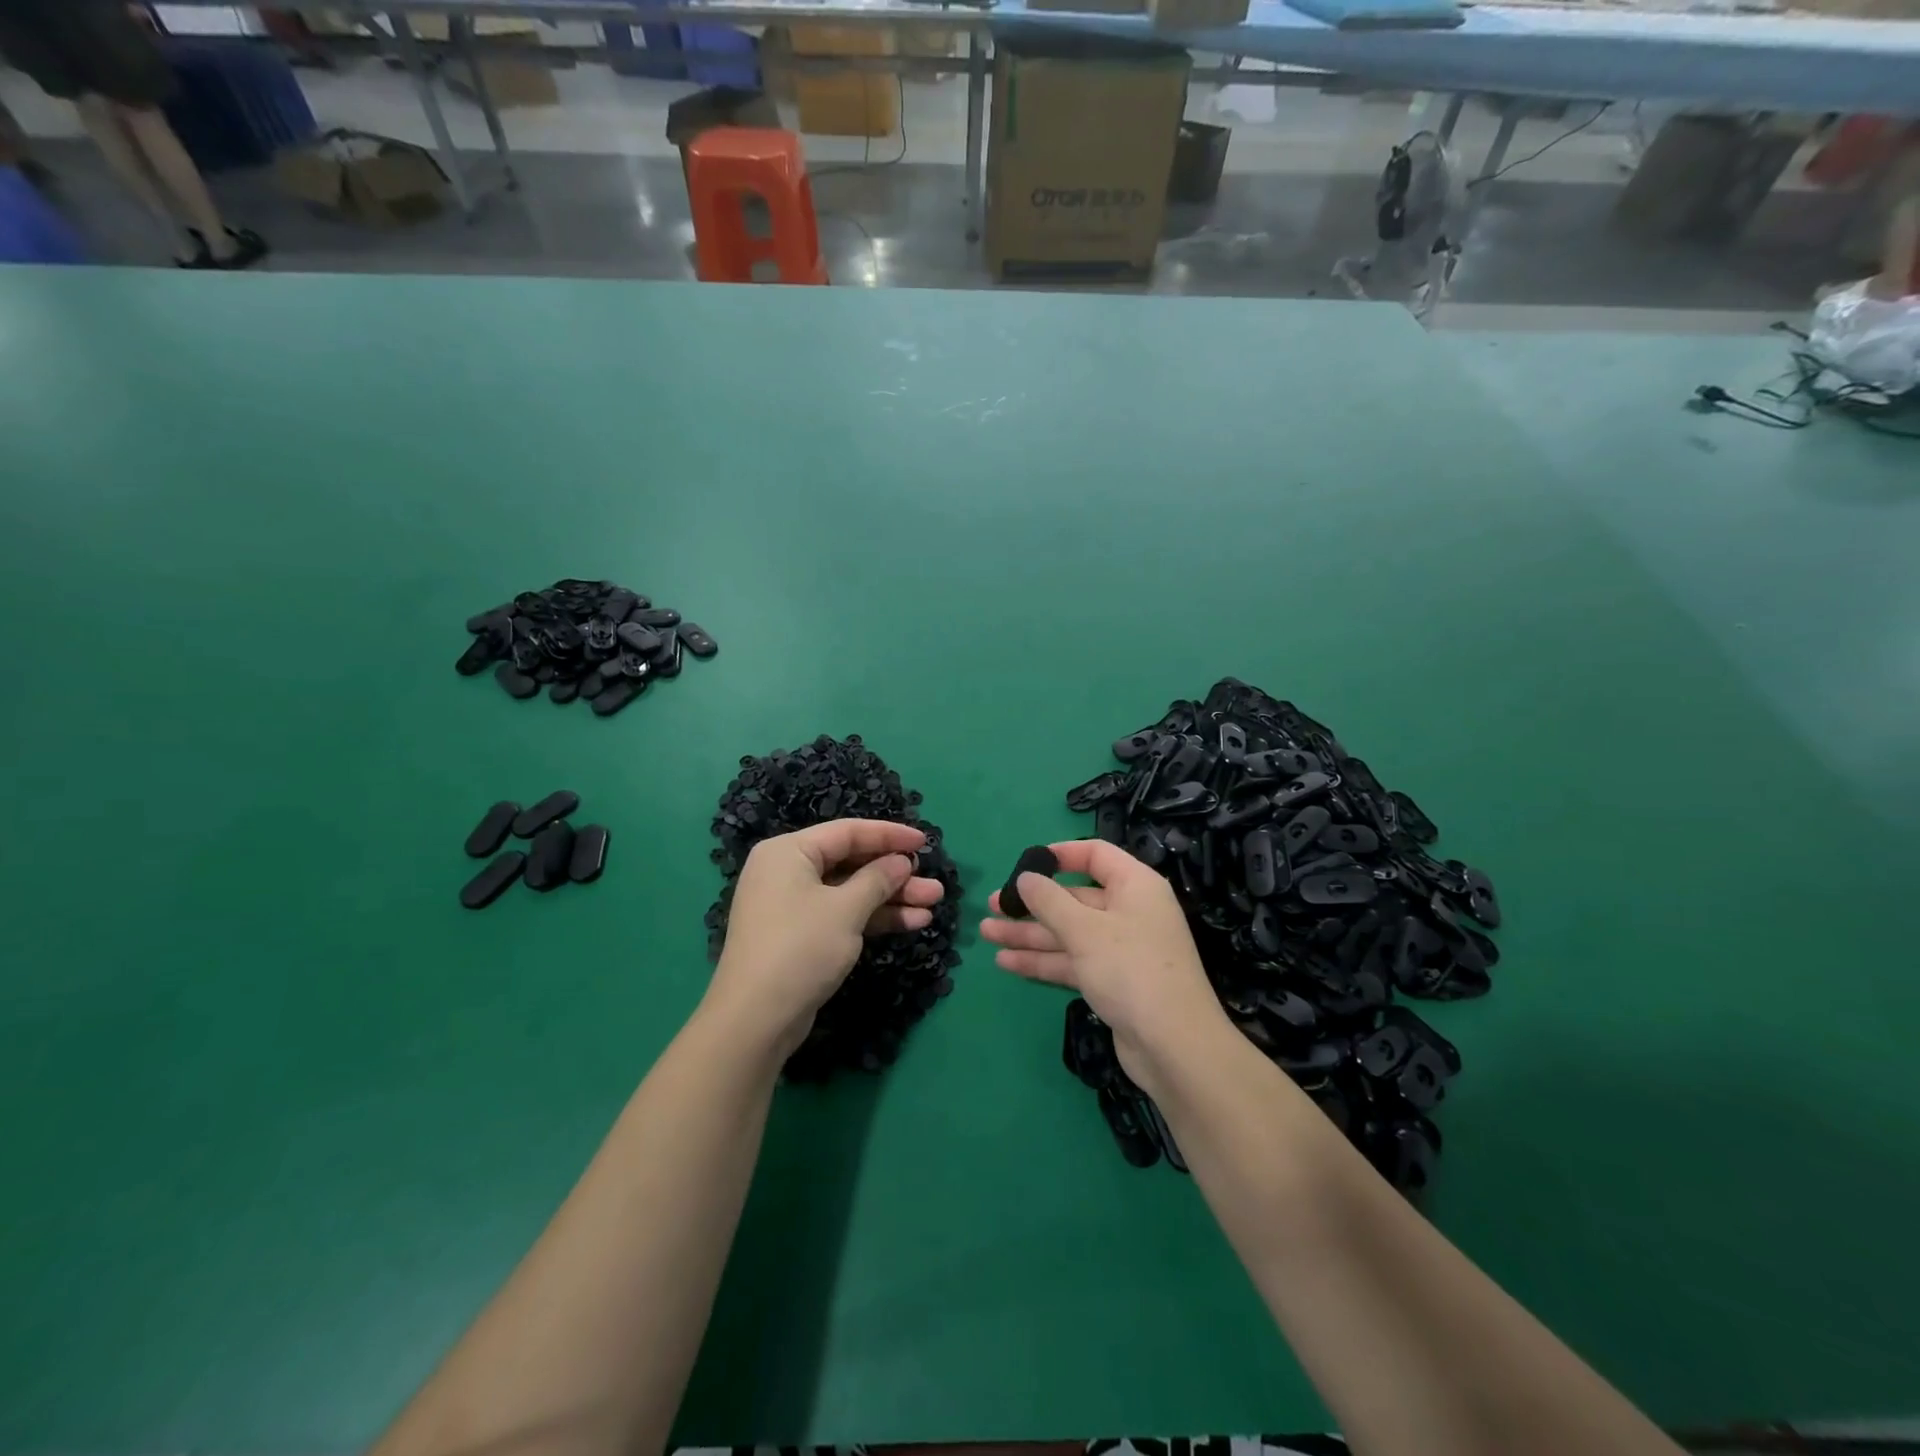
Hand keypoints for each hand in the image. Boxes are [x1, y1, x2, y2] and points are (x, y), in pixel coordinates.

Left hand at [707, 819, 946, 1055]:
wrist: (755, 1020)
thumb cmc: (800, 948)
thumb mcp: (846, 909)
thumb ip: (878, 879)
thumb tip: (901, 862)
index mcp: (788, 852)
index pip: (847, 832)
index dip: (889, 835)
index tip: (925, 842)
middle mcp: (788, 871)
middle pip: (851, 863)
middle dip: (895, 874)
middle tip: (933, 884)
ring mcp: (793, 905)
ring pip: (851, 892)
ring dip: (892, 898)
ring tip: (933, 904)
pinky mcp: (801, 935)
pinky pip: (843, 915)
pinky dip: (874, 917)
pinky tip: (912, 922)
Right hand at [981, 838, 1230, 1091]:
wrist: (1174, 1047)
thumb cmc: (1130, 970)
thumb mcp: (1085, 930)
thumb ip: (1049, 901)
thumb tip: (1026, 878)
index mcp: (1134, 886)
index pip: (1095, 855)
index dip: (1060, 855)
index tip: (1025, 863)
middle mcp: (1129, 912)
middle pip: (1074, 898)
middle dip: (1032, 904)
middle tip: (992, 906)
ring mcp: (1121, 949)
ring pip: (1068, 933)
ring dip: (1029, 934)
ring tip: (987, 933)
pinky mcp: (1112, 981)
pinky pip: (1072, 961)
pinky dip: (1042, 961)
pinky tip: (1006, 962)